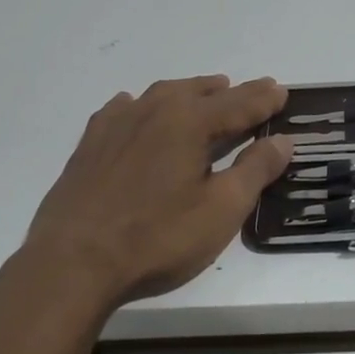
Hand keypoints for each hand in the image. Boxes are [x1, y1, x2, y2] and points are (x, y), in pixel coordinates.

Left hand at [21, 76, 292, 307]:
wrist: (72, 263)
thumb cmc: (157, 238)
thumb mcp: (221, 210)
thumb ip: (255, 171)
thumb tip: (282, 140)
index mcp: (189, 122)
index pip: (238, 104)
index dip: (264, 99)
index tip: (282, 90)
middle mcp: (154, 111)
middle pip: (201, 93)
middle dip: (231, 92)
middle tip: (254, 92)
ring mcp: (117, 124)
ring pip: (162, 94)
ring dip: (190, 92)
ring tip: (206, 93)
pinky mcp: (89, 144)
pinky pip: (123, 109)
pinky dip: (143, 105)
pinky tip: (138, 110)